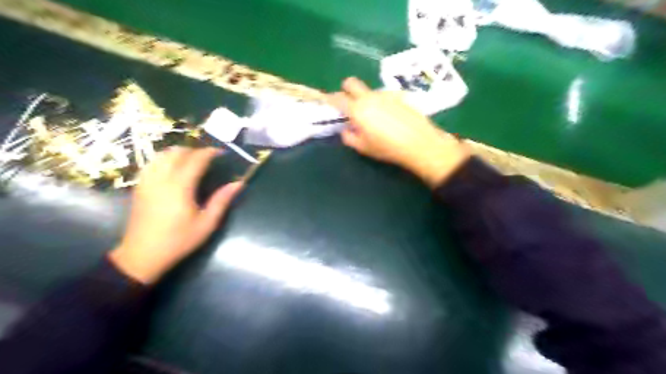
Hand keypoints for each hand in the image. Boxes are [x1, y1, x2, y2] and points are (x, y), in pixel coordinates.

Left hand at [110, 146, 243, 282]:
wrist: (142, 256)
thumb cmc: (179, 240)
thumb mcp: (207, 224)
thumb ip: (222, 200)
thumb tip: (238, 183)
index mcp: (180, 187)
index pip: (195, 160)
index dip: (209, 153)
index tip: (221, 153)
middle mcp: (161, 179)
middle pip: (177, 152)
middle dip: (194, 150)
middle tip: (208, 158)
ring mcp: (147, 182)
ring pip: (161, 155)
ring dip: (178, 153)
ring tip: (191, 161)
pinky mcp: (139, 187)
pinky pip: (151, 164)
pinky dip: (164, 160)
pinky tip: (172, 169)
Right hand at [332, 76, 467, 186]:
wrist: (419, 143)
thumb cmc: (387, 148)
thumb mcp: (363, 148)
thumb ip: (349, 137)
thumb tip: (346, 130)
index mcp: (357, 109)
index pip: (337, 98)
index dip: (330, 99)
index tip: (329, 104)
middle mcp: (369, 97)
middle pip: (351, 83)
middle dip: (346, 89)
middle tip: (349, 104)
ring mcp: (385, 94)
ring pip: (369, 90)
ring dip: (366, 98)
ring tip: (375, 117)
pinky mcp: (399, 96)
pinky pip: (384, 95)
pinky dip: (382, 102)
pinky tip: (391, 116)